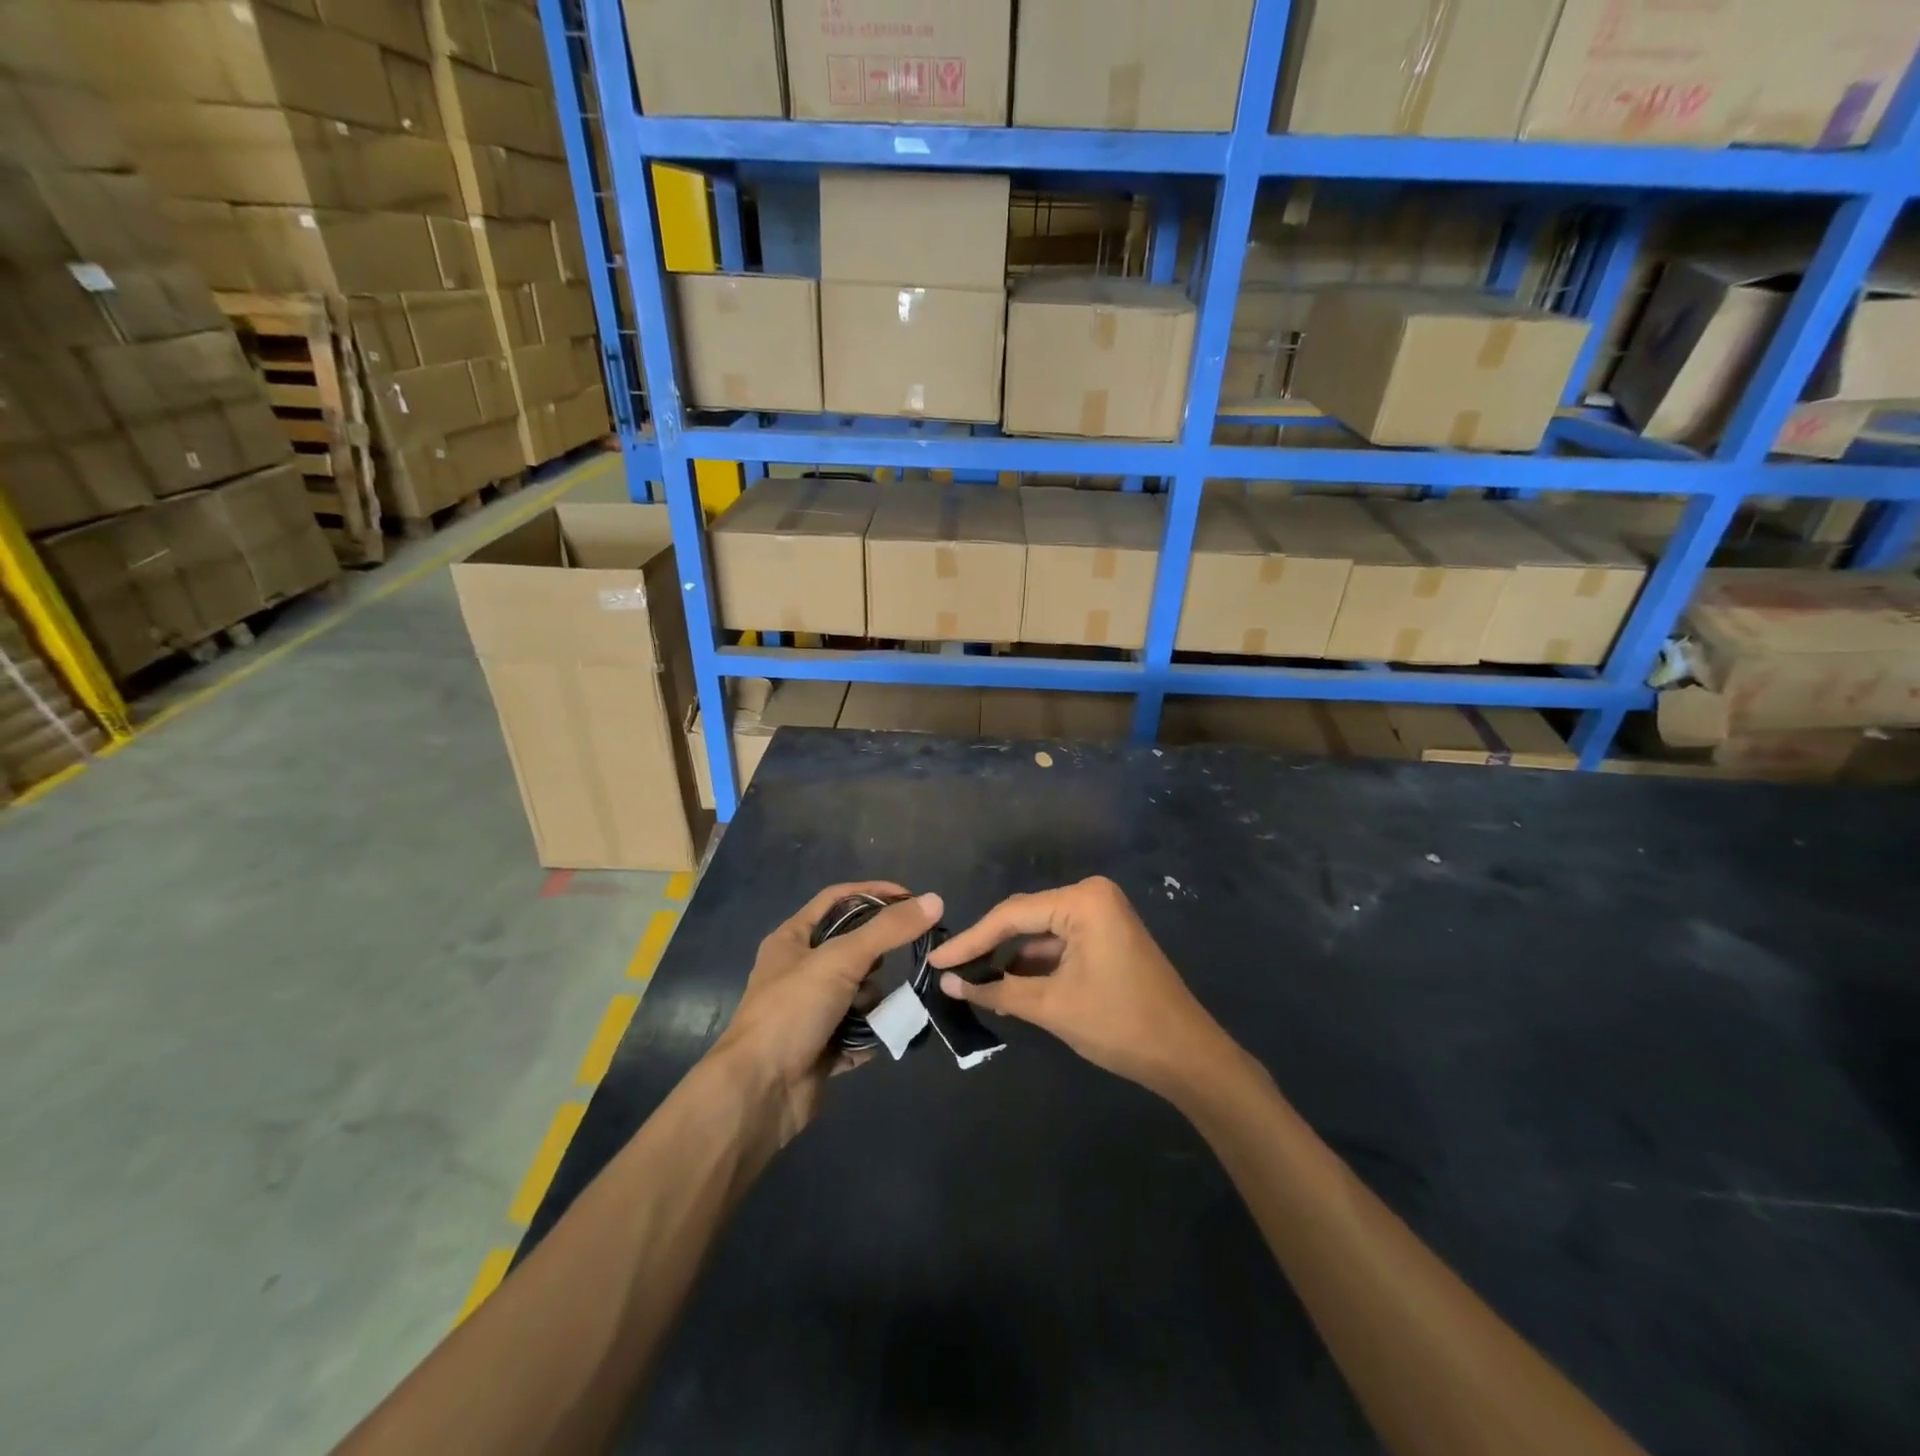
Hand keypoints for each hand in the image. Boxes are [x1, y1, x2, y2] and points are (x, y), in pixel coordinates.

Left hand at [710, 882, 941, 1143]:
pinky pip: (859, 1030)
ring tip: (874, 1013)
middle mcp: (799, 970)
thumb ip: (888, 930)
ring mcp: (810, 1011)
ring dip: (872, 1002)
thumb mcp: (841, 959)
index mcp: (792, 939)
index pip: (838, 899)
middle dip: (877, 957)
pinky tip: (873, 1040)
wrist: (759, 1093)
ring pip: (859, 992)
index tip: (911, 899)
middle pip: (853, 948)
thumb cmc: (792, 1011)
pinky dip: (869, 1035)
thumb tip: (935, 900)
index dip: (873, 893)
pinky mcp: (822, 1047)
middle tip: (900, 960)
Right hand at [928, 876, 1229, 1098]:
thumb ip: (997, 991)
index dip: (970, 940)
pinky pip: (1059, 942)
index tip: (935, 960)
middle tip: (947, 969)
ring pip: (1040, 932)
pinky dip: (1034, 963)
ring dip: (1009, 957)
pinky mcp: (1106, 936)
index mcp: (1083, 900)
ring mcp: (1102, 915)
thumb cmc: (1120, 1024)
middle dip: (987, 946)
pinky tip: (1005, 982)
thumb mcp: (1052, 1007)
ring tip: (968, 978)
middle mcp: (1092, 896)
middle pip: (1024, 918)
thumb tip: (948, 983)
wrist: (1187, 1056)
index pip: (1011, 915)